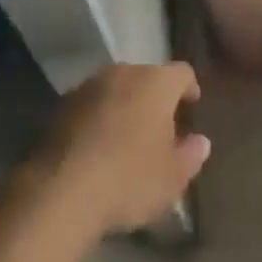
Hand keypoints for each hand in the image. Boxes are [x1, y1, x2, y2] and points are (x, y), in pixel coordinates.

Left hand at [27, 63, 210, 235]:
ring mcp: (90, 84)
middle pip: (147, 77)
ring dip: (125, 106)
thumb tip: (200, 141)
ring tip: (127, 139)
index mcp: (156, 82)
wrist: (62, 189)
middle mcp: (124, 72)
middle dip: (155, 99)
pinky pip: (92, 103)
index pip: (182, 73)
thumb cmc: (129, 179)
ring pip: (117, 88)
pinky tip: (98, 147)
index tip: (191, 110)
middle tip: (160, 130)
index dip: (189, 89)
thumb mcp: (172, 178)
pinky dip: (99, 117)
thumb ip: (191, 155)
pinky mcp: (64, 103)